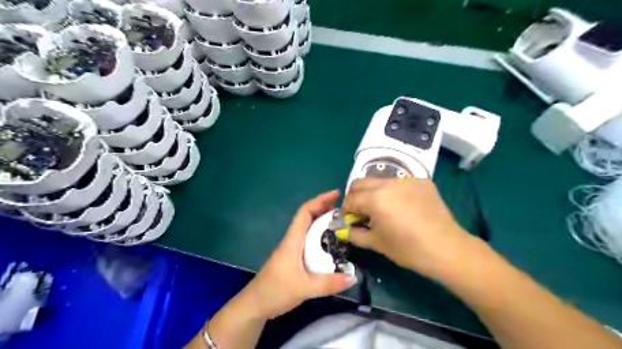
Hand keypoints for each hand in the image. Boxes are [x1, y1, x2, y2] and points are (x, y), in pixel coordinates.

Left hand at [242, 191, 359, 319]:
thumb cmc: (275, 291)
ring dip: (324, 222)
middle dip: (325, 209)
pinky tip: (331, 244)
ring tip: (342, 223)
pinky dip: (321, 236)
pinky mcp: (294, 259)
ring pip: (309, 229)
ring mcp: (293, 249)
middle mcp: (293, 240)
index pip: (305, 212)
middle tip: (346, 209)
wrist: (255, 306)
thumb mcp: (303, 288)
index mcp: (293, 240)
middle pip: (308, 217)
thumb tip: (353, 277)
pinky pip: (310, 241)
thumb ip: (328, 283)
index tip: (336, 194)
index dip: (319, 200)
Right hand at [345, 178, 477, 279]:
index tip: (348, 220)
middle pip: (361, 183)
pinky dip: (393, 192)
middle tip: (361, 212)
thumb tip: (345, 229)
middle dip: (356, 197)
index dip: (346, 210)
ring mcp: (407, 180)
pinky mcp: (422, 181)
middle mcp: (388, 183)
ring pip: (380, 181)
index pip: (351, 199)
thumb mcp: (376, 243)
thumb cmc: (408, 249)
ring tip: (381, 209)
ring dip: (373, 193)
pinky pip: (399, 183)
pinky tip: (401, 207)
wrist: (447, 249)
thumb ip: (355, 233)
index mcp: (375, 198)